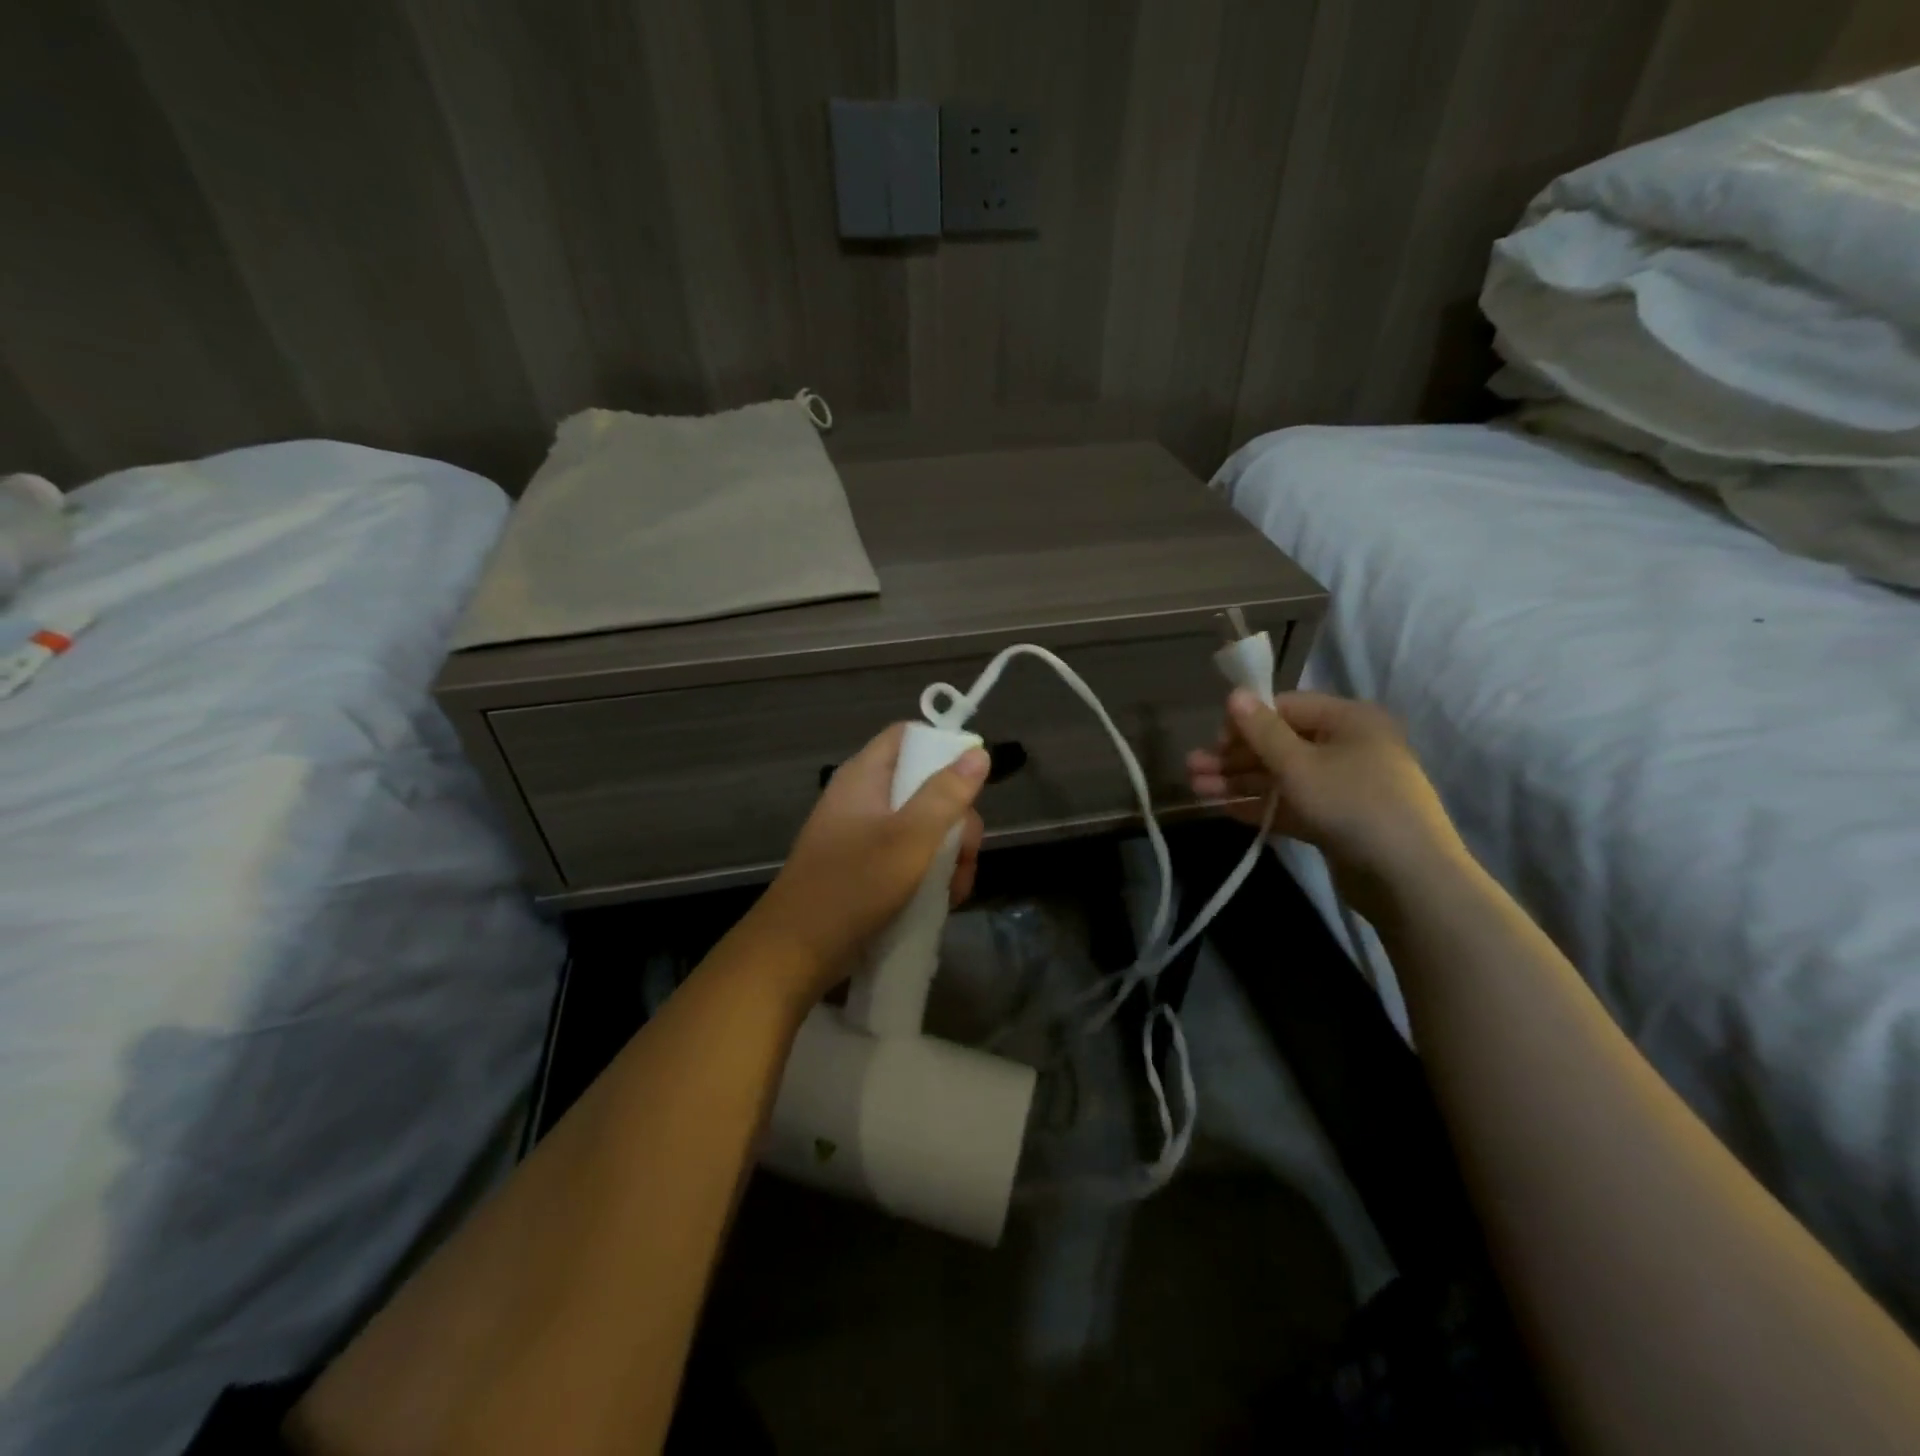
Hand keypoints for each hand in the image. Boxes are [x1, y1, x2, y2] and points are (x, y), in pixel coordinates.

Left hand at [748, 723, 988, 1003]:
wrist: (796, 953)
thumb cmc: (853, 887)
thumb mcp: (910, 838)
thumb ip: (945, 795)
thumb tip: (978, 752)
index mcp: (864, 777)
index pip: (907, 736)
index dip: (943, 746)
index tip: (974, 779)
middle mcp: (863, 799)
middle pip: (925, 785)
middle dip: (956, 820)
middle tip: (967, 852)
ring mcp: (864, 835)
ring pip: (923, 827)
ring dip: (949, 854)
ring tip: (956, 888)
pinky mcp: (867, 868)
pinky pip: (909, 856)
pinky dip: (930, 873)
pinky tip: (944, 901)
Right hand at [1187, 689, 1465, 920]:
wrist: (1408, 878)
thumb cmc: (1352, 804)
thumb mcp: (1299, 765)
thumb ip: (1262, 731)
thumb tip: (1234, 693)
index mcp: (1349, 720)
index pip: (1287, 707)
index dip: (1248, 720)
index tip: (1214, 740)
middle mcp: (1348, 746)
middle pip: (1280, 743)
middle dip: (1234, 757)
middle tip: (1192, 769)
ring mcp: (1343, 786)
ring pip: (1282, 776)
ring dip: (1240, 782)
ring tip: (1196, 790)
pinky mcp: (1336, 820)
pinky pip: (1292, 803)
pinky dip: (1261, 805)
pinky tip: (1225, 809)